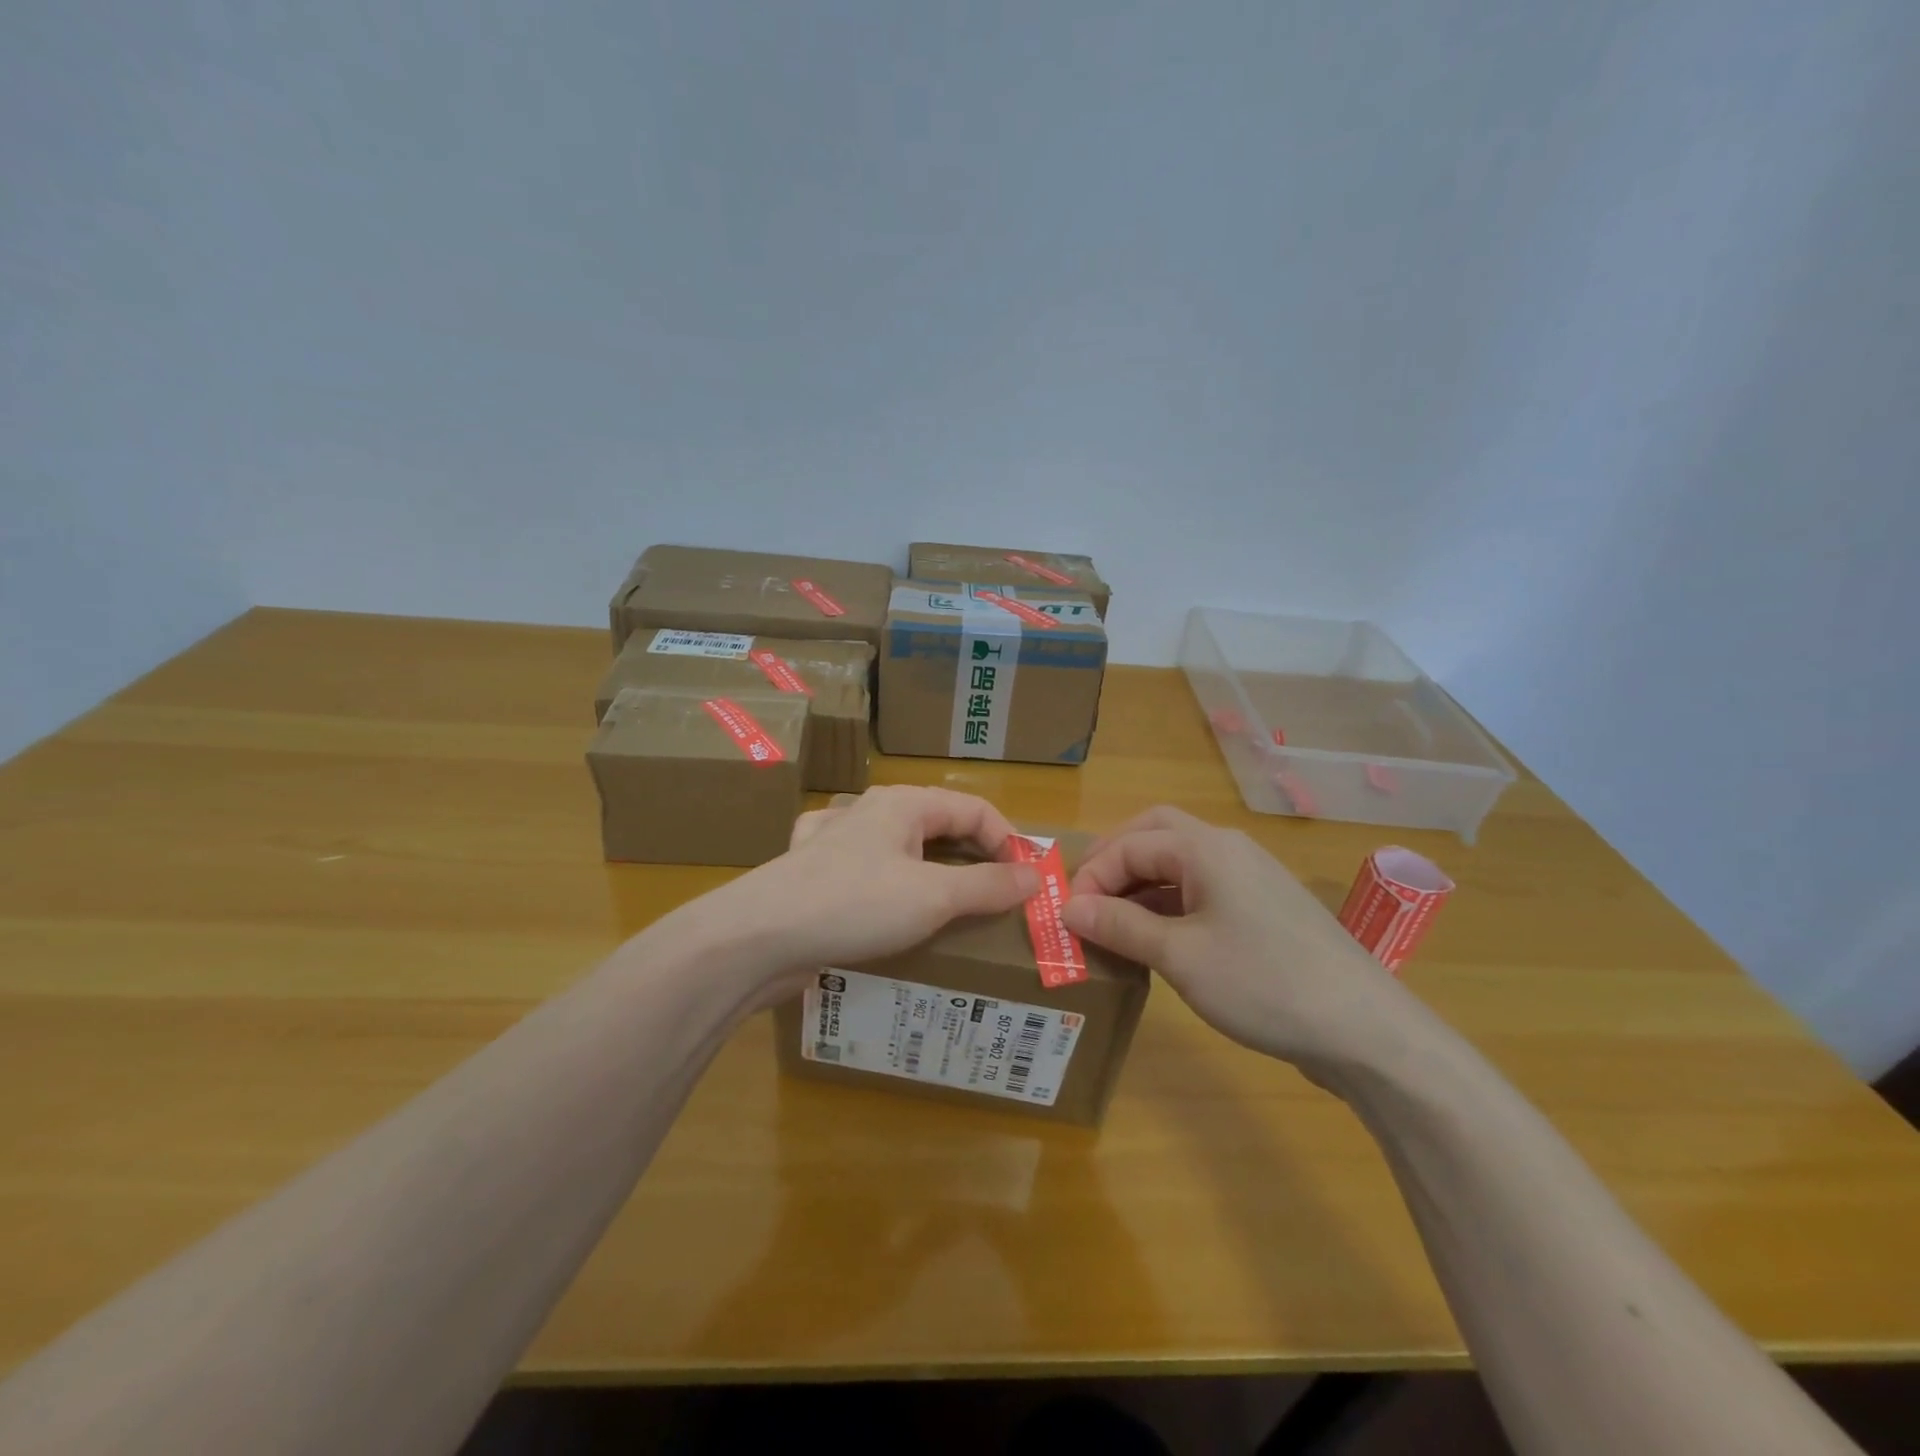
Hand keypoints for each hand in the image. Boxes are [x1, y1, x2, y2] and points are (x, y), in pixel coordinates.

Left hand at [684, 786, 1039, 1001]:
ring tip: (950, 901)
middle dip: (972, 856)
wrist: (757, 937)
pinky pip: (864, 867)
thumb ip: (988, 885)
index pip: (974, 809)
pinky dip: (886, 881)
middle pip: (938, 824)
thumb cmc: (855, 905)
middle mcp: (870, 812)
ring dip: (931, 869)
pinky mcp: (814, 873)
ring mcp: (836, 841)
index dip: (1007, 840)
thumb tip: (1035, 876)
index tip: (1026, 883)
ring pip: (899, 845)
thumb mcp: (933, 896)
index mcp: (903, 804)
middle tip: (996, 896)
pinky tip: (882, 895)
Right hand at [1062, 806, 1419, 1072]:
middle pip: (1157, 833)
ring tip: (1113, 921)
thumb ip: (1120, 926)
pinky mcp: (1264, 908)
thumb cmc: (1263, 983)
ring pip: (1181, 862)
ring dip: (1142, 883)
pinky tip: (1158, 938)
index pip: (1130, 844)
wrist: (1365, 1030)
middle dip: (1116, 860)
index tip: (1067, 916)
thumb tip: (1068, 908)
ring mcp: (1251, 877)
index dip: (1092, 875)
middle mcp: (1229, 849)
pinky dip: (1170, 903)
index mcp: (1207, 848)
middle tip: (1087, 897)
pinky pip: (1203, 888)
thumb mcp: (1180, 957)